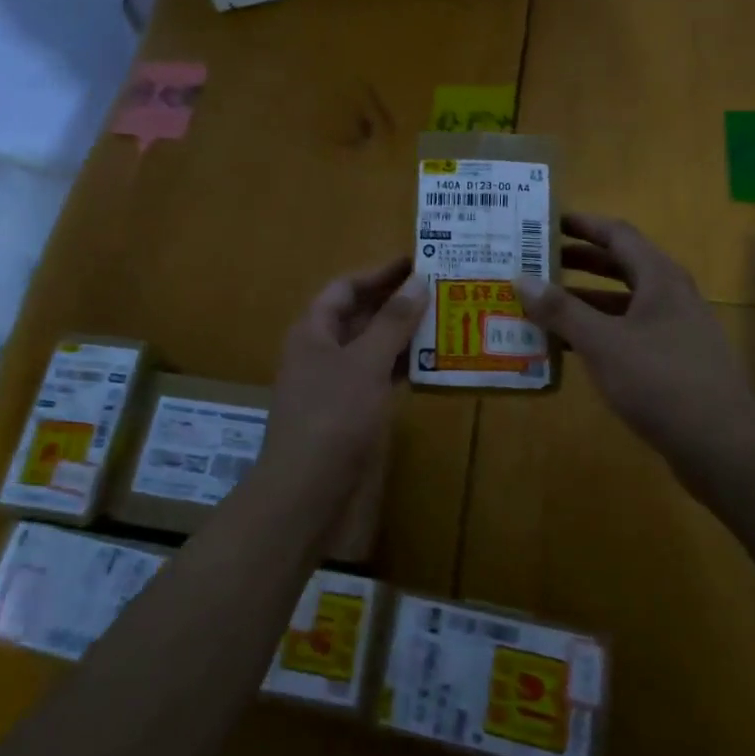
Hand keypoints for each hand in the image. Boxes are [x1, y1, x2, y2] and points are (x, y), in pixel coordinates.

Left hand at [265, 257, 428, 477]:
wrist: (306, 493)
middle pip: (360, 316)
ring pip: (373, 348)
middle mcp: (322, 352)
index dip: (379, 273)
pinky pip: (379, 378)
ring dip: (404, 335)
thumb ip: (392, 322)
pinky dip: (403, 368)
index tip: (418, 262)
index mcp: (314, 331)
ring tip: (448, 320)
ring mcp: (336, 384)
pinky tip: (434, 364)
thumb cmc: (332, 418)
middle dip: (397, 302)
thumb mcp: (365, 363)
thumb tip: (418, 281)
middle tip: (442, 289)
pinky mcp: (351, 413)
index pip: (346, 288)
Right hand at [517, 214, 754, 485]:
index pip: (618, 235)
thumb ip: (561, 310)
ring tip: (544, 305)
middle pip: (621, 266)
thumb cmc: (660, 381)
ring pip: (624, 303)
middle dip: (579, 262)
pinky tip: (571, 348)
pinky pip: (629, 333)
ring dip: (585, 301)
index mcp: (660, 278)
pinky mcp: (674, 361)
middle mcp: (671, 296)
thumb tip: (521, 279)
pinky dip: (599, 332)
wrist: (721, 444)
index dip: (583, 225)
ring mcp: (676, 330)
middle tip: (538, 262)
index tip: (547, 223)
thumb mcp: (602, 343)